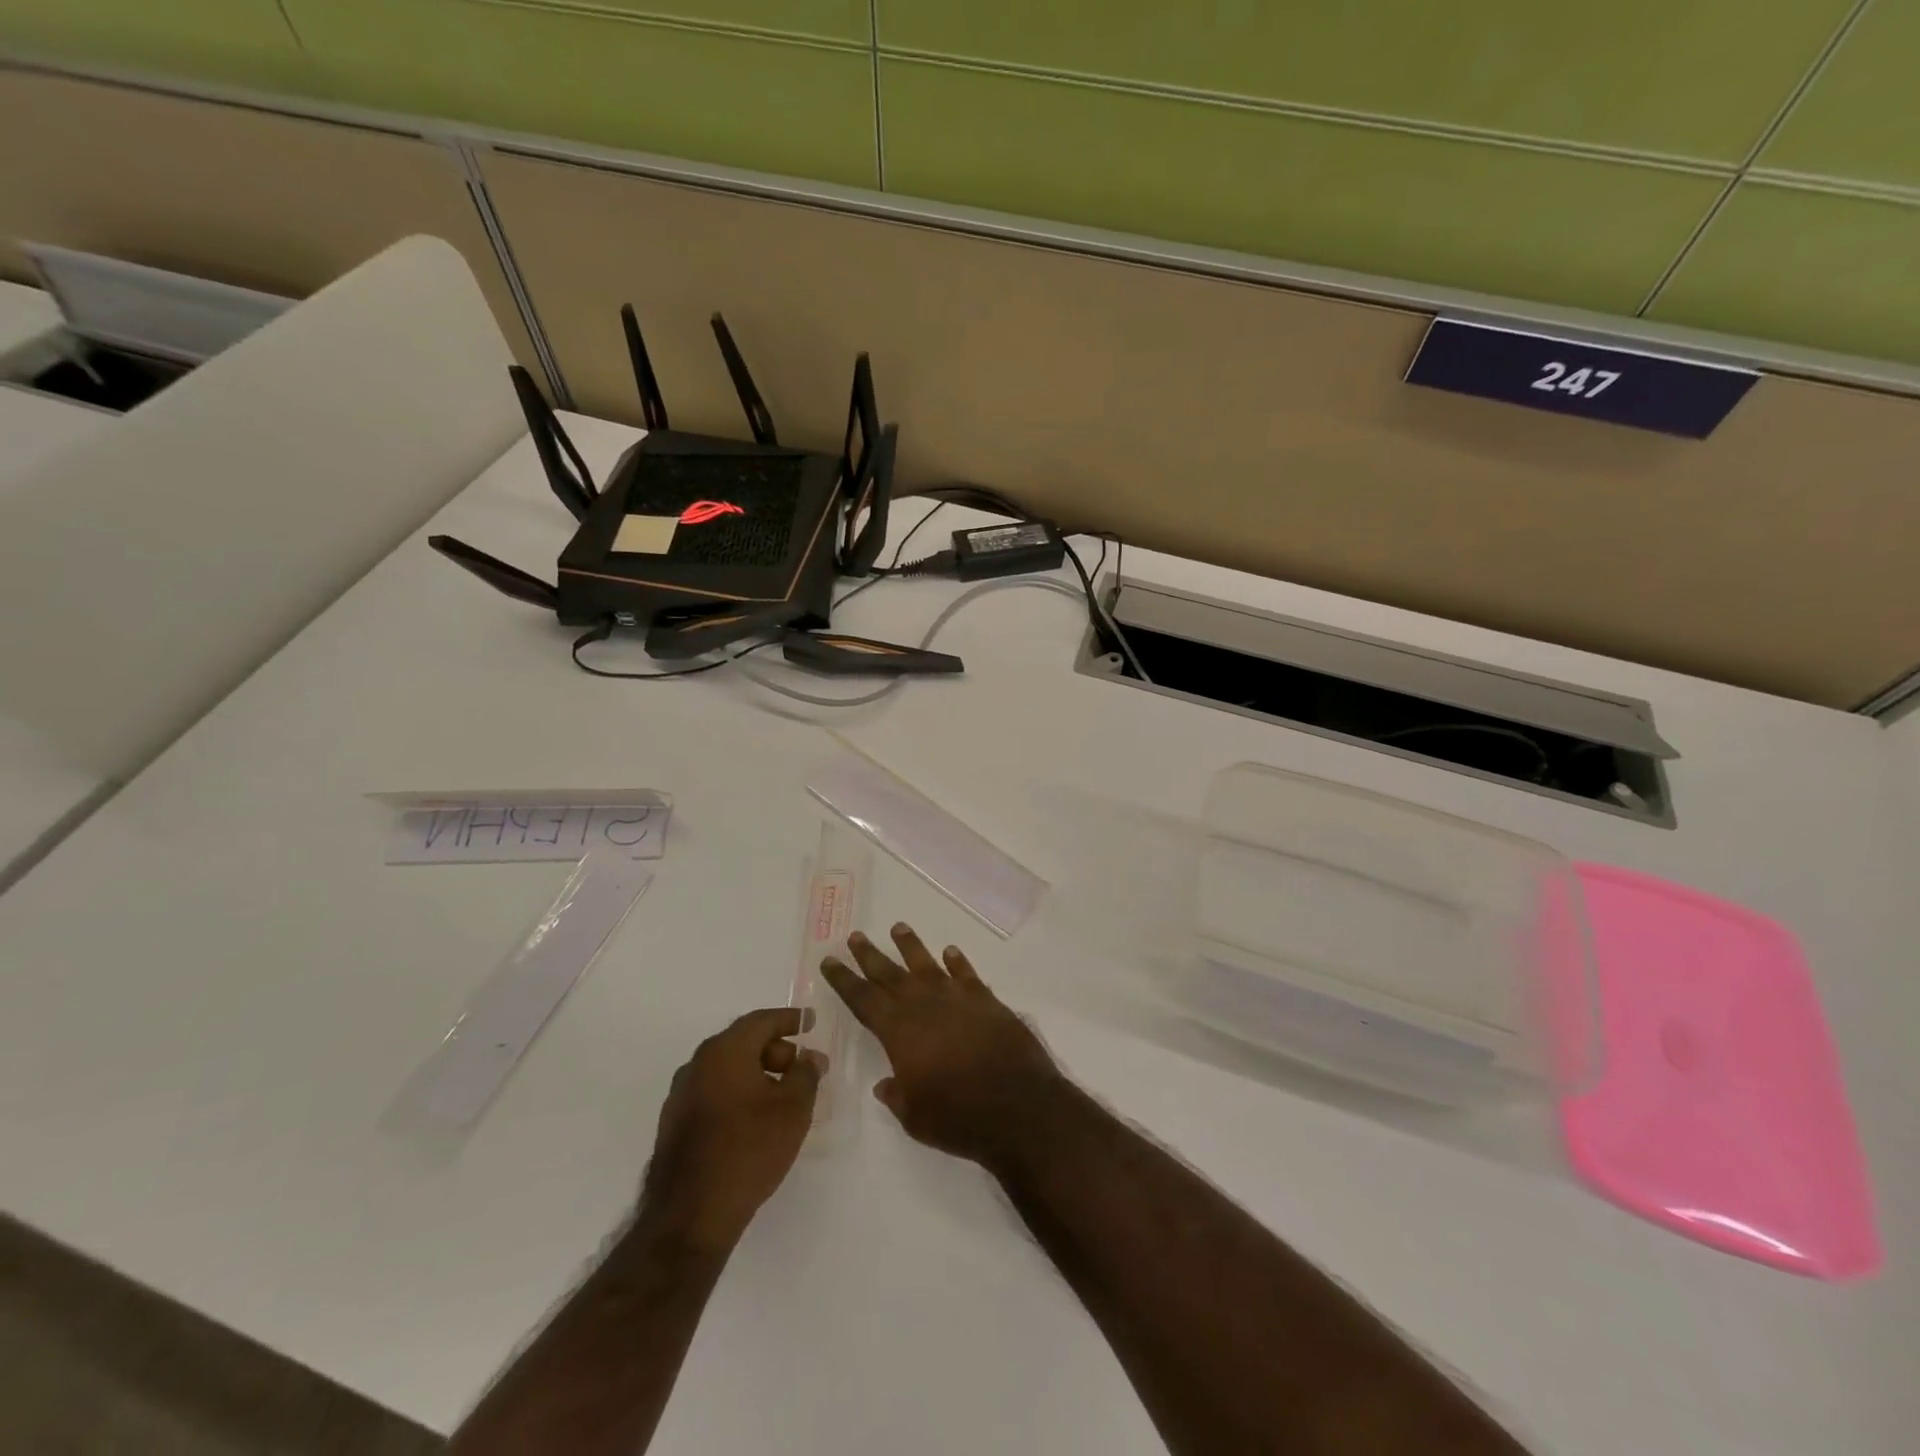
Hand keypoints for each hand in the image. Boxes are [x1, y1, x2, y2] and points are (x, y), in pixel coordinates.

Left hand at [639, 1008, 822, 1253]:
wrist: (690, 1215)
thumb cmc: (748, 1150)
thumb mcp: (792, 1109)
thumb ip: (806, 1074)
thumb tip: (809, 1057)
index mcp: (725, 1050)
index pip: (762, 1021)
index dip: (790, 1019)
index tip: (811, 1022)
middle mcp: (698, 1063)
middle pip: (743, 1042)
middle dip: (776, 1050)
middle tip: (801, 1068)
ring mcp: (681, 1094)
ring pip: (727, 1069)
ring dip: (757, 1074)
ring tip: (782, 1097)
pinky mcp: (674, 1124)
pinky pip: (713, 1092)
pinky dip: (737, 1093)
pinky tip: (754, 1120)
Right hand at [819, 924, 1063, 1164]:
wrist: (1019, 1106)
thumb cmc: (959, 1118)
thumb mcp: (916, 1118)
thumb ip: (898, 1096)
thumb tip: (885, 1084)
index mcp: (900, 1032)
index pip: (864, 999)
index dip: (844, 980)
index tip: (830, 960)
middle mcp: (924, 1006)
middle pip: (890, 974)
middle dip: (870, 955)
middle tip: (856, 936)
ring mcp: (957, 999)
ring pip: (927, 965)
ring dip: (911, 946)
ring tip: (899, 927)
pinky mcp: (987, 1001)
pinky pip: (967, 974)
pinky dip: (958, 962)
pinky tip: (951, 952)